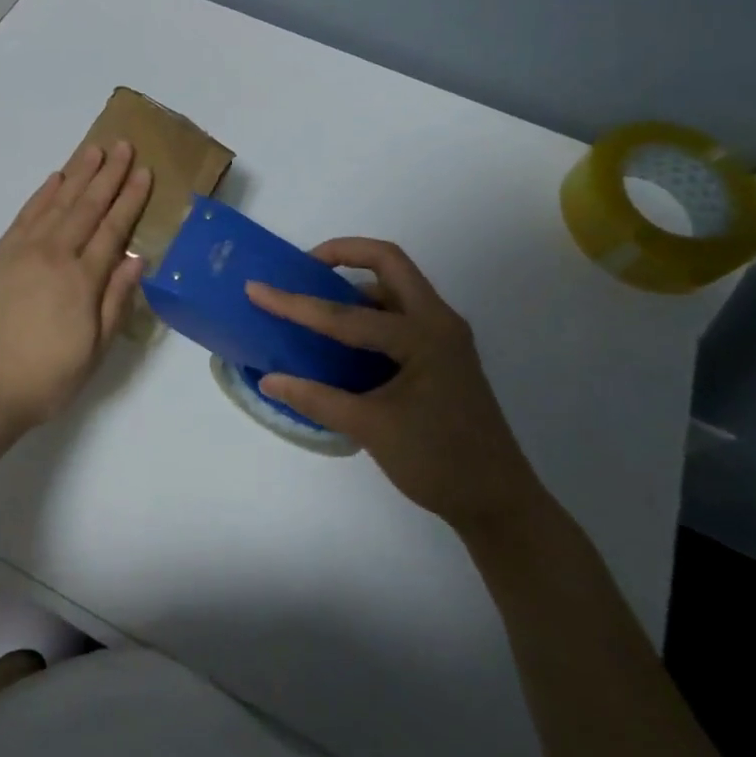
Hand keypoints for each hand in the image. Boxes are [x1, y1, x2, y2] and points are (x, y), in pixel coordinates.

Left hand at [0, 141, 152, 428]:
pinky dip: (42, 194)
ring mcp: (22, 251)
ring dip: (77, 174)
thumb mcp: (96, 349)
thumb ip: (116, 300)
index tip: (143, 171)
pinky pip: (25, 215)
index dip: (130, 198)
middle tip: (123, 145)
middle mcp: (54, 255)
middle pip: (87, 206)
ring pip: (56, 202)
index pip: (113, 228)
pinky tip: (55, 179)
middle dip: (108, 174)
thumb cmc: (48, 377)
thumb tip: (137, 258)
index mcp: (82, 279)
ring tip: (94, 150)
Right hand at [247, 239, 546, 539]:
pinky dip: (369, 309)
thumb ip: (316, 399)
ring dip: (357, 281)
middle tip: (303, 268)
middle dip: (343, 254)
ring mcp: (444, 335)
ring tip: (316, 298)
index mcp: (423, 336)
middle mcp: (438, 322)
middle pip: (389, 262)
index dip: (296, 304)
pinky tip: (342, 335)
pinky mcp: (442, 352)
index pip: (346, 314)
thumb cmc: (439, 462)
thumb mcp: (371, 429)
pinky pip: (401, 311)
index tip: (256, 289)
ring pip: (396, 285)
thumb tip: (268, 379)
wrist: (499, 503)